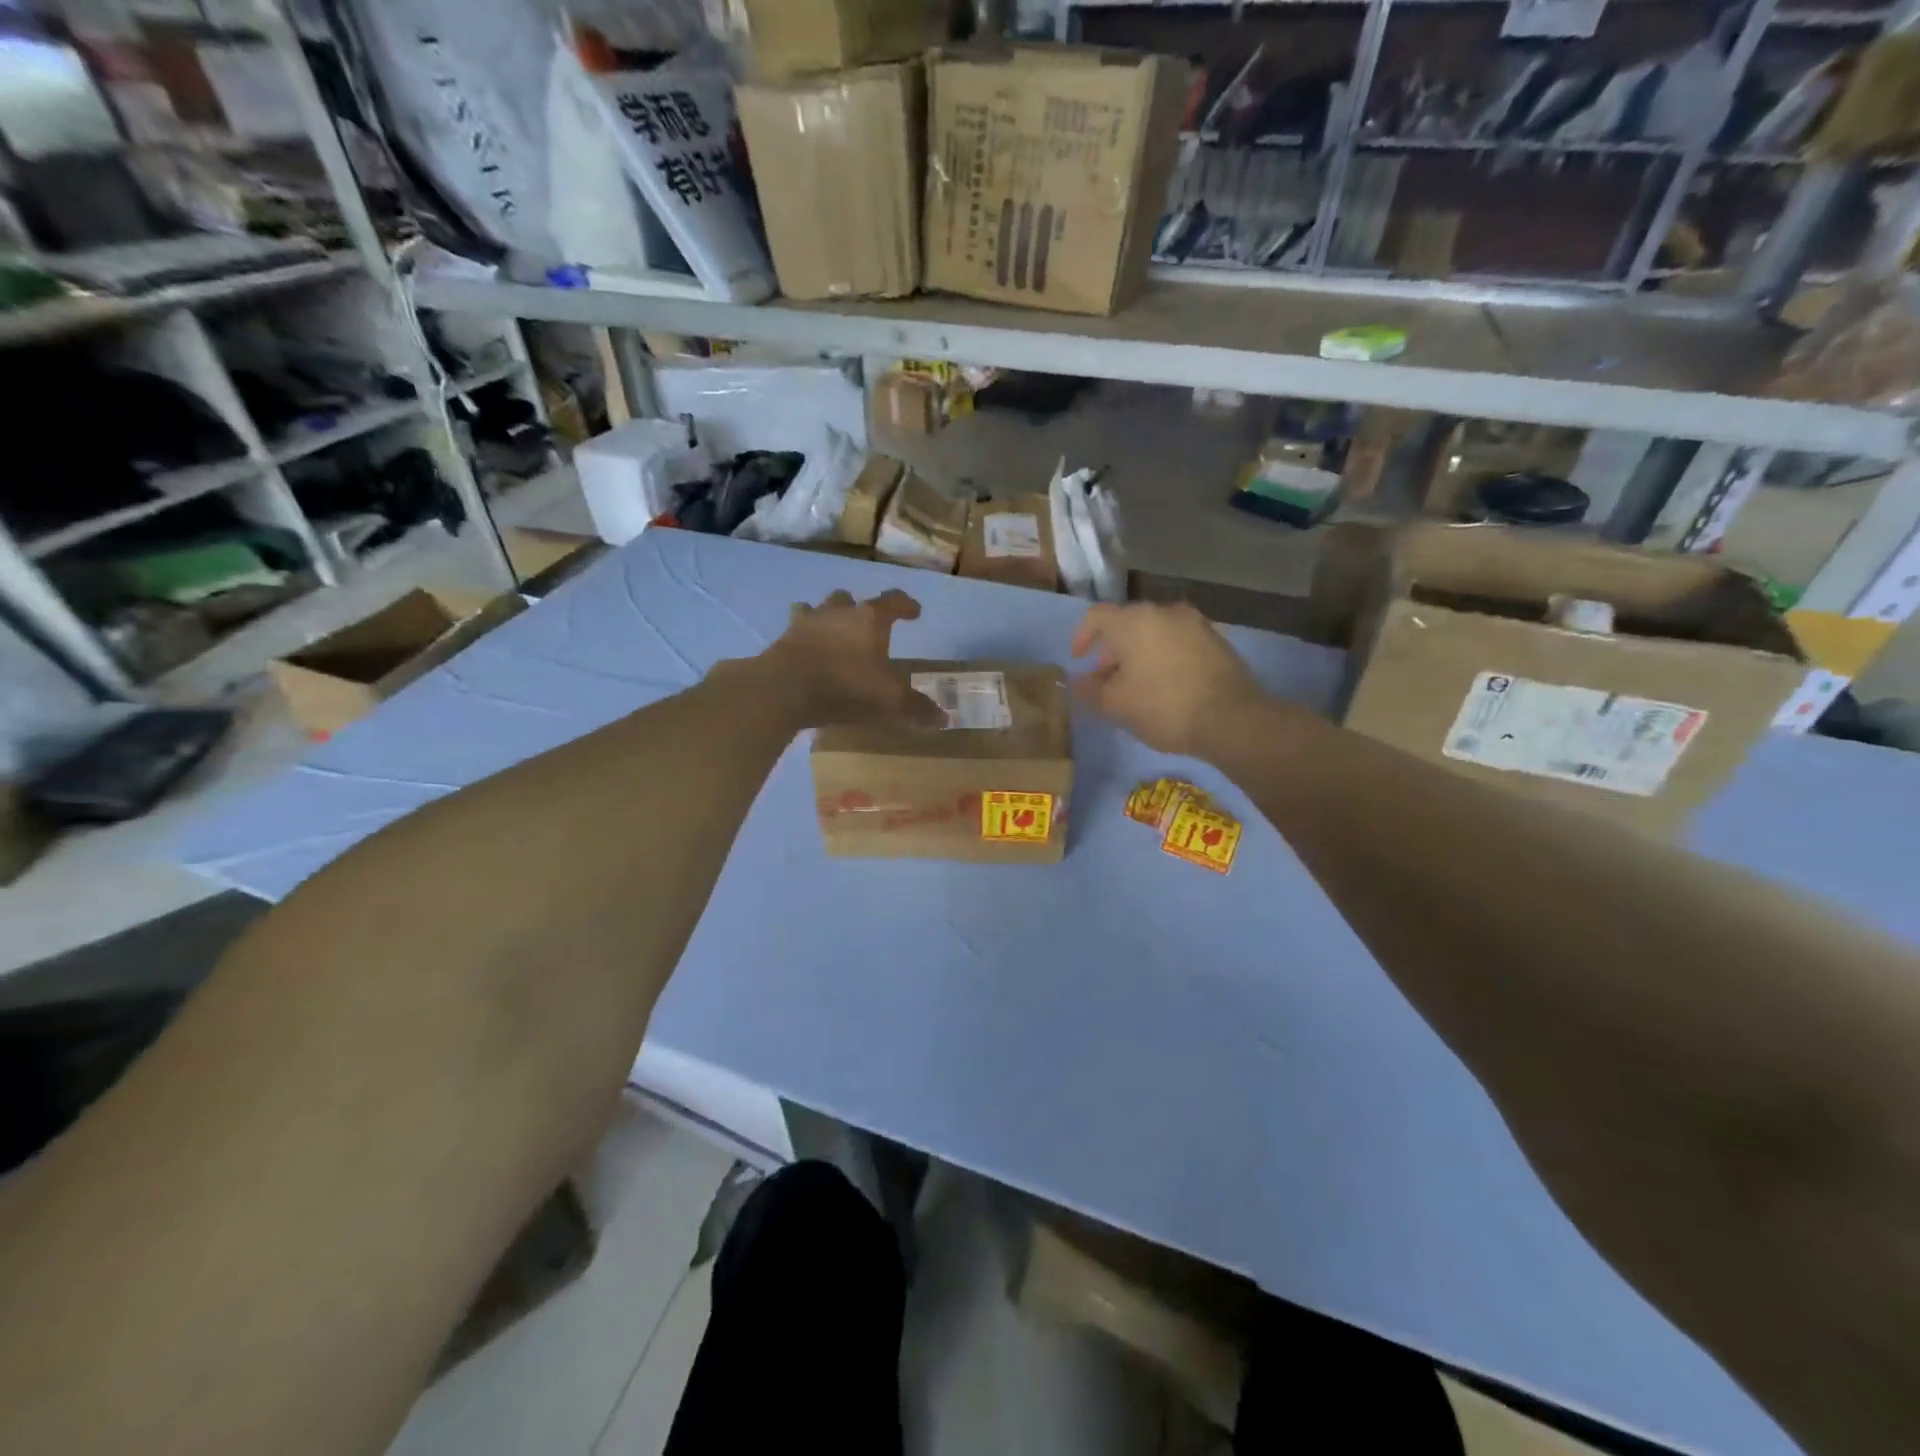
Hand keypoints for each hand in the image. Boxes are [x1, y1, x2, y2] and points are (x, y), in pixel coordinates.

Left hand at [757, 589, 944, 728]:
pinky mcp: (782, 640)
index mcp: (870, 619)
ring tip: (832, 634)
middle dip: (859, 609)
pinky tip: (806, 653)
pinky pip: (796, 632)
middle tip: (866, 626)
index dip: (906, 605)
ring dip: (827, 618)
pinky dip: (803, 639)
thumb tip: (943, 718)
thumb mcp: (889, 702)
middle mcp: (839, 612)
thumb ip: (916, 708)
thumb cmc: (846, 686)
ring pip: (818, 609)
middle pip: (850, 600)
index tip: (915, 612)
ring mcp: (806, 623)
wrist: (784, 689)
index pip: (893, 601)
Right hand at [1071, 602, 1268, 755]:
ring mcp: (1195, 623)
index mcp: (1134, 621)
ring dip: (1139, 653)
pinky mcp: (1217, 640)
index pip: (1096, 616)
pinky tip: (1166, 685)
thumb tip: (1078, 681)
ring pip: (1155, 632)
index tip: (1079, 660)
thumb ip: (1090, 690)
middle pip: (1128, 623)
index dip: (1082, 636)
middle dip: (1112, 649)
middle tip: (1107, 679)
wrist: (1232, 718)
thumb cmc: (1163, 707)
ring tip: (1137, 685)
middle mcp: (1164, 612)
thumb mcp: (1116, 706)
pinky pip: (1178, 642)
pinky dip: (1164, 656)